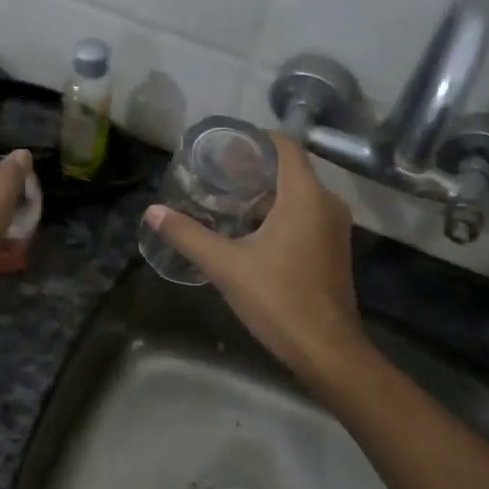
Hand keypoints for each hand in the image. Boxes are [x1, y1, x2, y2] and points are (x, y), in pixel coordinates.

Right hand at [144, 132, 368, 383]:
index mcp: (305, 196)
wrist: (326, 349)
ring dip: (266, 194)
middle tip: (217, 175)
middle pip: (291, 169)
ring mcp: (334, 228)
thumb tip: (153, 212)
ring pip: (299, 195)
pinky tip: (251, 232)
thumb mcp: (226, 266)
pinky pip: (306, 216)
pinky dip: (280, 214)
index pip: (286, 146)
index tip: (225, 146)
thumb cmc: (278, 299)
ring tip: (228, 201)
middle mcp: (327, 204)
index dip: (255, 139)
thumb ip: (189, 235)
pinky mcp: (333, 249)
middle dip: (254, 168)